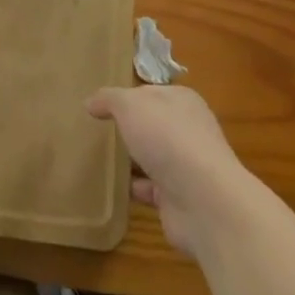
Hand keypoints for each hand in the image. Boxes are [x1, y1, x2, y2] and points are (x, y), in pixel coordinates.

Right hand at [87, 84, 249, 255]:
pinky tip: (110, 188)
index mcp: (182, 101)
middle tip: (96, 132)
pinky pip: (149, 189)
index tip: (100, 106)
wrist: (203, 200)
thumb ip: (109, 99)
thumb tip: (91, 102)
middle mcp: (187, 131)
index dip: (126, 97)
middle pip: (152, 126)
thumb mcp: (130, 105)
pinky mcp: (179, 199)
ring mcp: (185, 167)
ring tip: (97, 160)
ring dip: (130, 161)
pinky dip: (133, 189)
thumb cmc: (167, 138)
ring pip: (151, 158)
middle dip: (129, 129)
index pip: (150, 93)